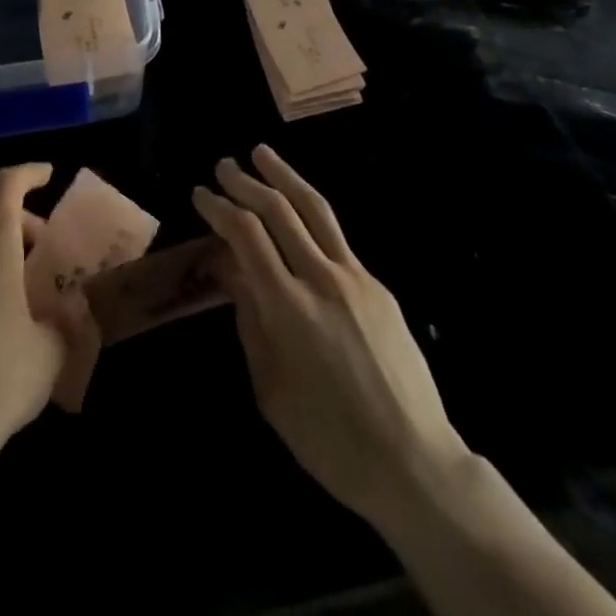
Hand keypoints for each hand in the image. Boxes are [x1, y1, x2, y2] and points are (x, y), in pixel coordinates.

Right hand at [193, 145, 469, 529]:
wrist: (414, 462)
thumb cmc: (329, 439)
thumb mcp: (270, 389)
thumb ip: (249, 321)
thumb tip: (231, 271)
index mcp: (288, 307)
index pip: (246, 235)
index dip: (219, 208)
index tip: (201, 194)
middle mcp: (322, 279)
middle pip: (278, 210)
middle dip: (245, 181)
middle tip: (223, 165)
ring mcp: (356, 277)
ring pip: (314, 209)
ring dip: (284, 175)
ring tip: (262, 153)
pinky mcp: (378, 286)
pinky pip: (336, 236)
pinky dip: (310, 212)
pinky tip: (298, 209)